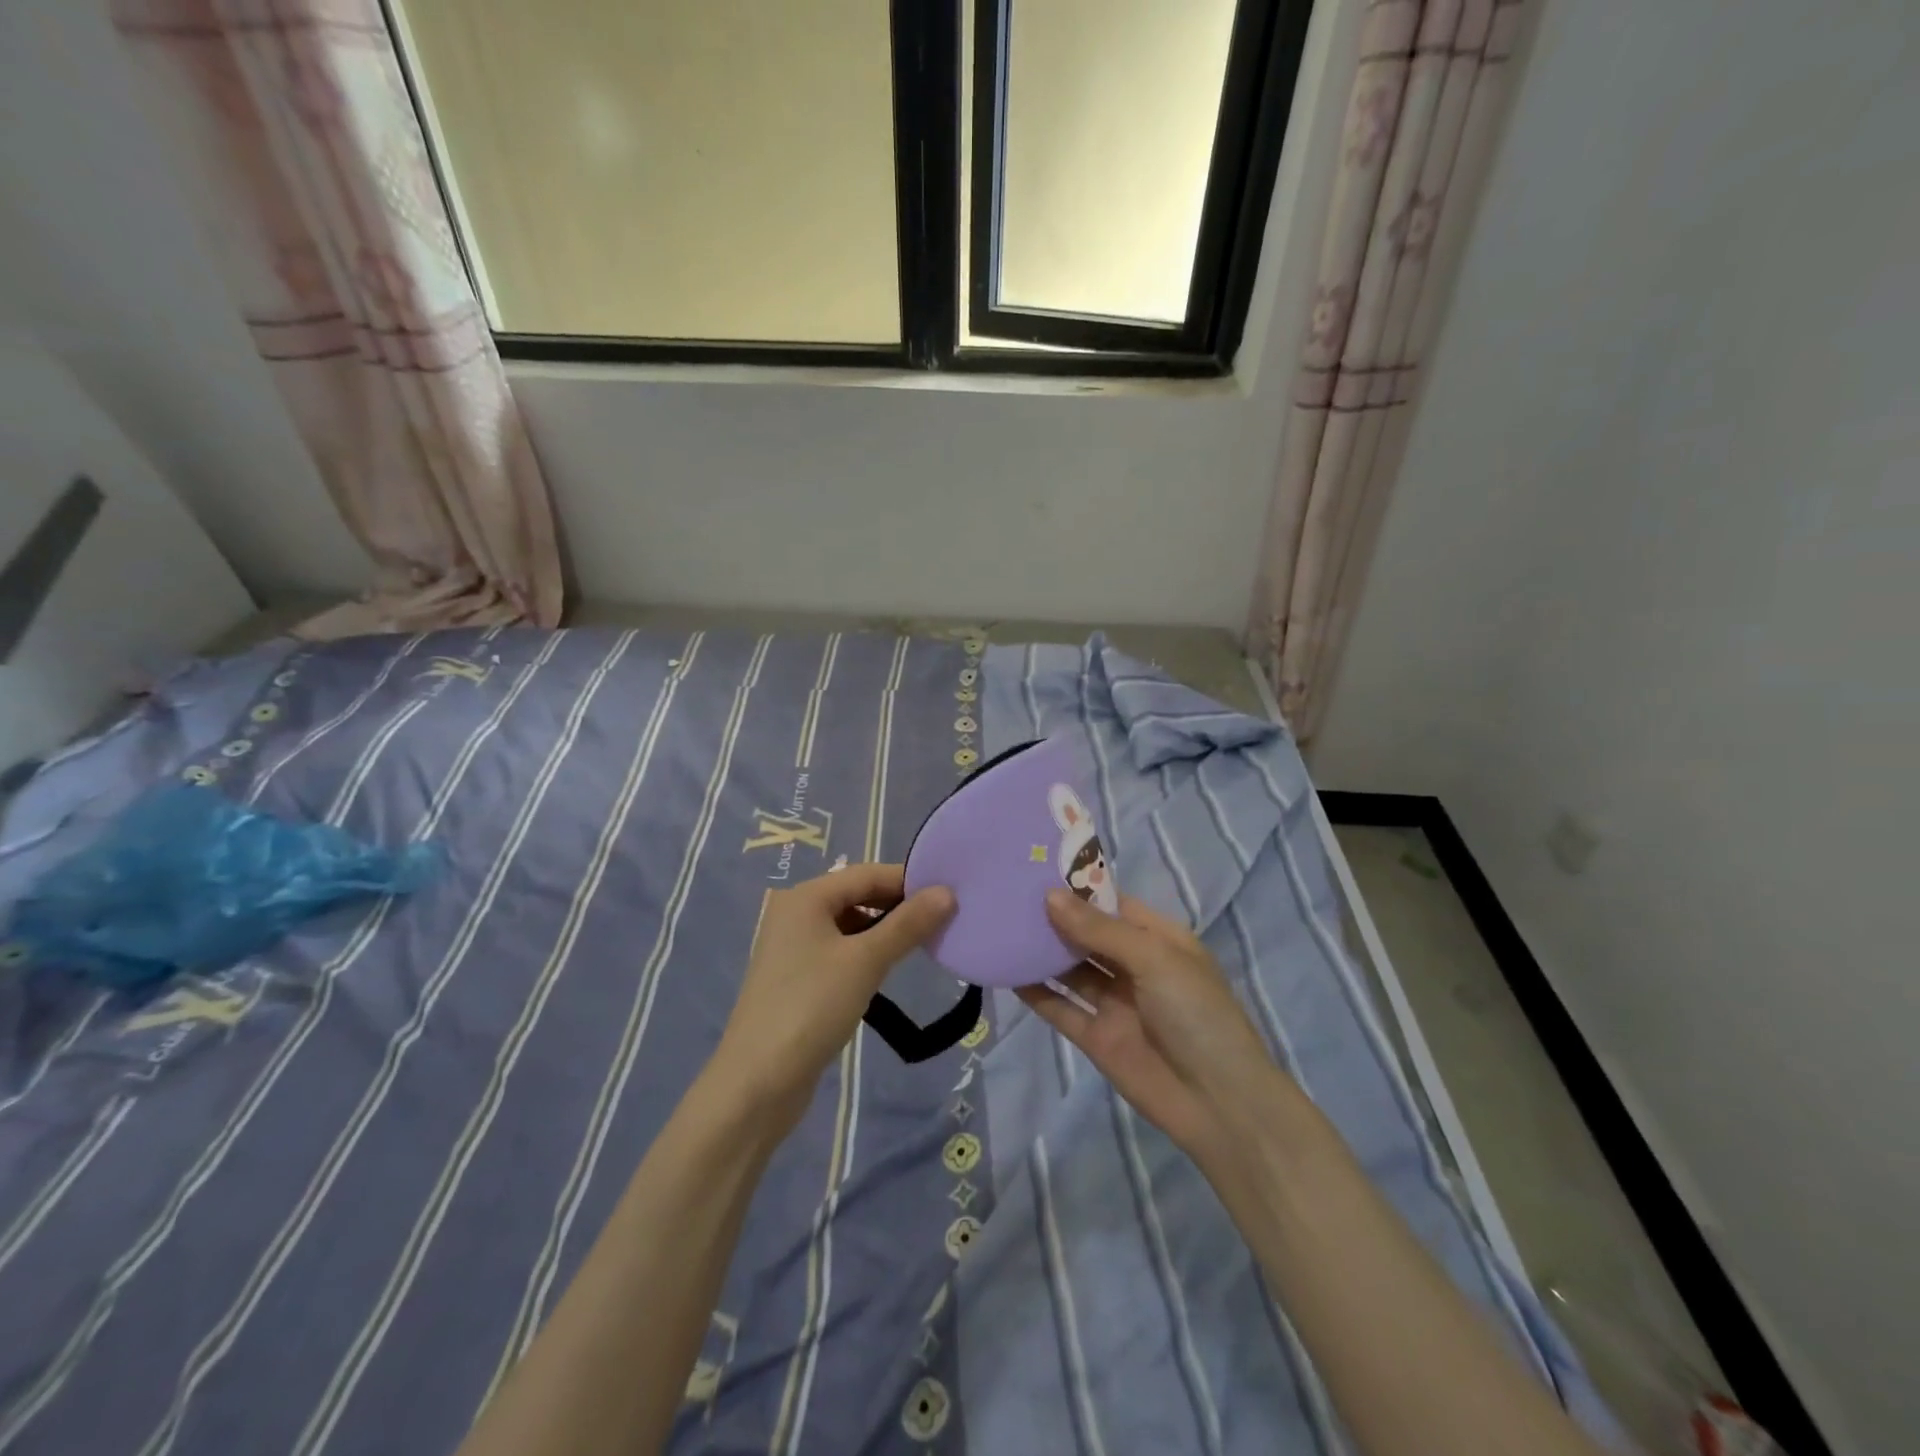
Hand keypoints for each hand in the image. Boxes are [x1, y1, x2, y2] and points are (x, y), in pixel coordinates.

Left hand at [713, 864, 954, 1128]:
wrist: (757, 1083)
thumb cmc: (811, 1007)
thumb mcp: (866, 961)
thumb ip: (908, 925)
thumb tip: (948, 893)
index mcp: (806, 897)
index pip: (868, 874)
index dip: (909, 882)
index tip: (950, 896)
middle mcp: (796, 913)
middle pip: (858, 896)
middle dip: (898, 907)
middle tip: (943, 922)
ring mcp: (793, 947)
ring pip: (850, 926)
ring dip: (884, 932)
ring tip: (922, 946)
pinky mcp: (796, 978)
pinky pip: (840, 952)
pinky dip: (866, 955)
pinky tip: (886, 972)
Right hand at [1018, 889, 1289, 1162]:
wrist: (1219, 1104)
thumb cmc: (1197, 1014)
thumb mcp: (1155, 959)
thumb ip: (1099, 930)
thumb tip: (1050, 896)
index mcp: (1159, 940)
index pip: (1113, 904)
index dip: (1078, 889)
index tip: (1036, 869)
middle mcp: (1135, 966)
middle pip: (1088, 935)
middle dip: (1055, 916)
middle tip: (1007, 893)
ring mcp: (1115, 1003)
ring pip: (1071, 970)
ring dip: (1042, 951)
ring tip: (1001, 926)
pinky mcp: (1096, 1037)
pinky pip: (1061, 1008)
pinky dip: (1036, 992)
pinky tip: (1007, 972)